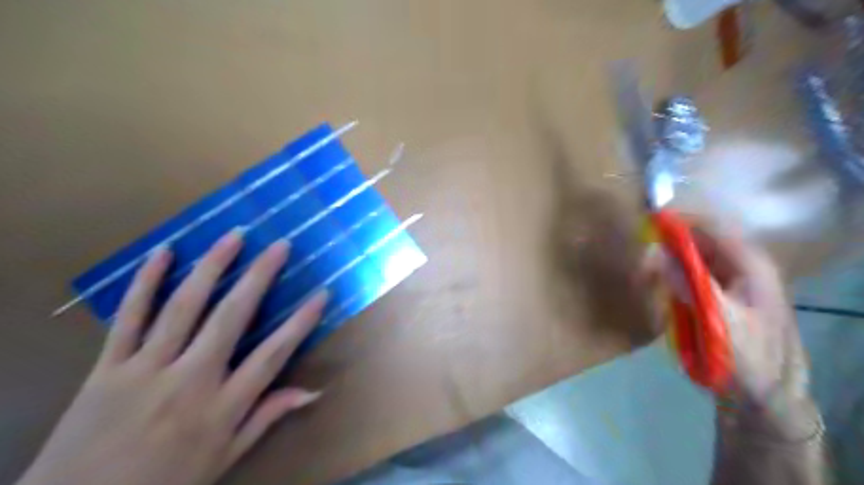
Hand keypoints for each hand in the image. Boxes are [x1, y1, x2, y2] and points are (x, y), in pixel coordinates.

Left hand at [18, 230, 327, 484]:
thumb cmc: (165, 482)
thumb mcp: (226, 457)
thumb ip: (267, 417)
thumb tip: (313, 391)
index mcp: (222, 406)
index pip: (273, 354)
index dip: (301, 322)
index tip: (321, 294)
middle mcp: (190, 379)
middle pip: (231, 317)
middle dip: (259, 277)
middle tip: (280, 246)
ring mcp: (146, 368)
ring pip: (184, 306)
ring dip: (212, 267)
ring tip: (233, 237)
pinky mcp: (107, 366)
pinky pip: (128, 317)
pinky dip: (145, 282)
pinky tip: (164, 252)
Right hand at [638, 225, 814, 419]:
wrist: (763, 394)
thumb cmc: (746, 357)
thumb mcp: (718, 321)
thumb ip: (690, 284)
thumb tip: (659, 254)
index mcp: (749, 265)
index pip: (711, 228)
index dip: (679, 222)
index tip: (647, 224)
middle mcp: (741, 266)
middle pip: (700, 240)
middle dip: (669, 244)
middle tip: (641, 257)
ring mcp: (730, 281)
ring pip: (693, 256)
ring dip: (668, 260)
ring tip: (644, 273)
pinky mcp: (718, 294)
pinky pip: (691, 274)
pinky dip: (672, 275)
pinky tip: (658, 285)